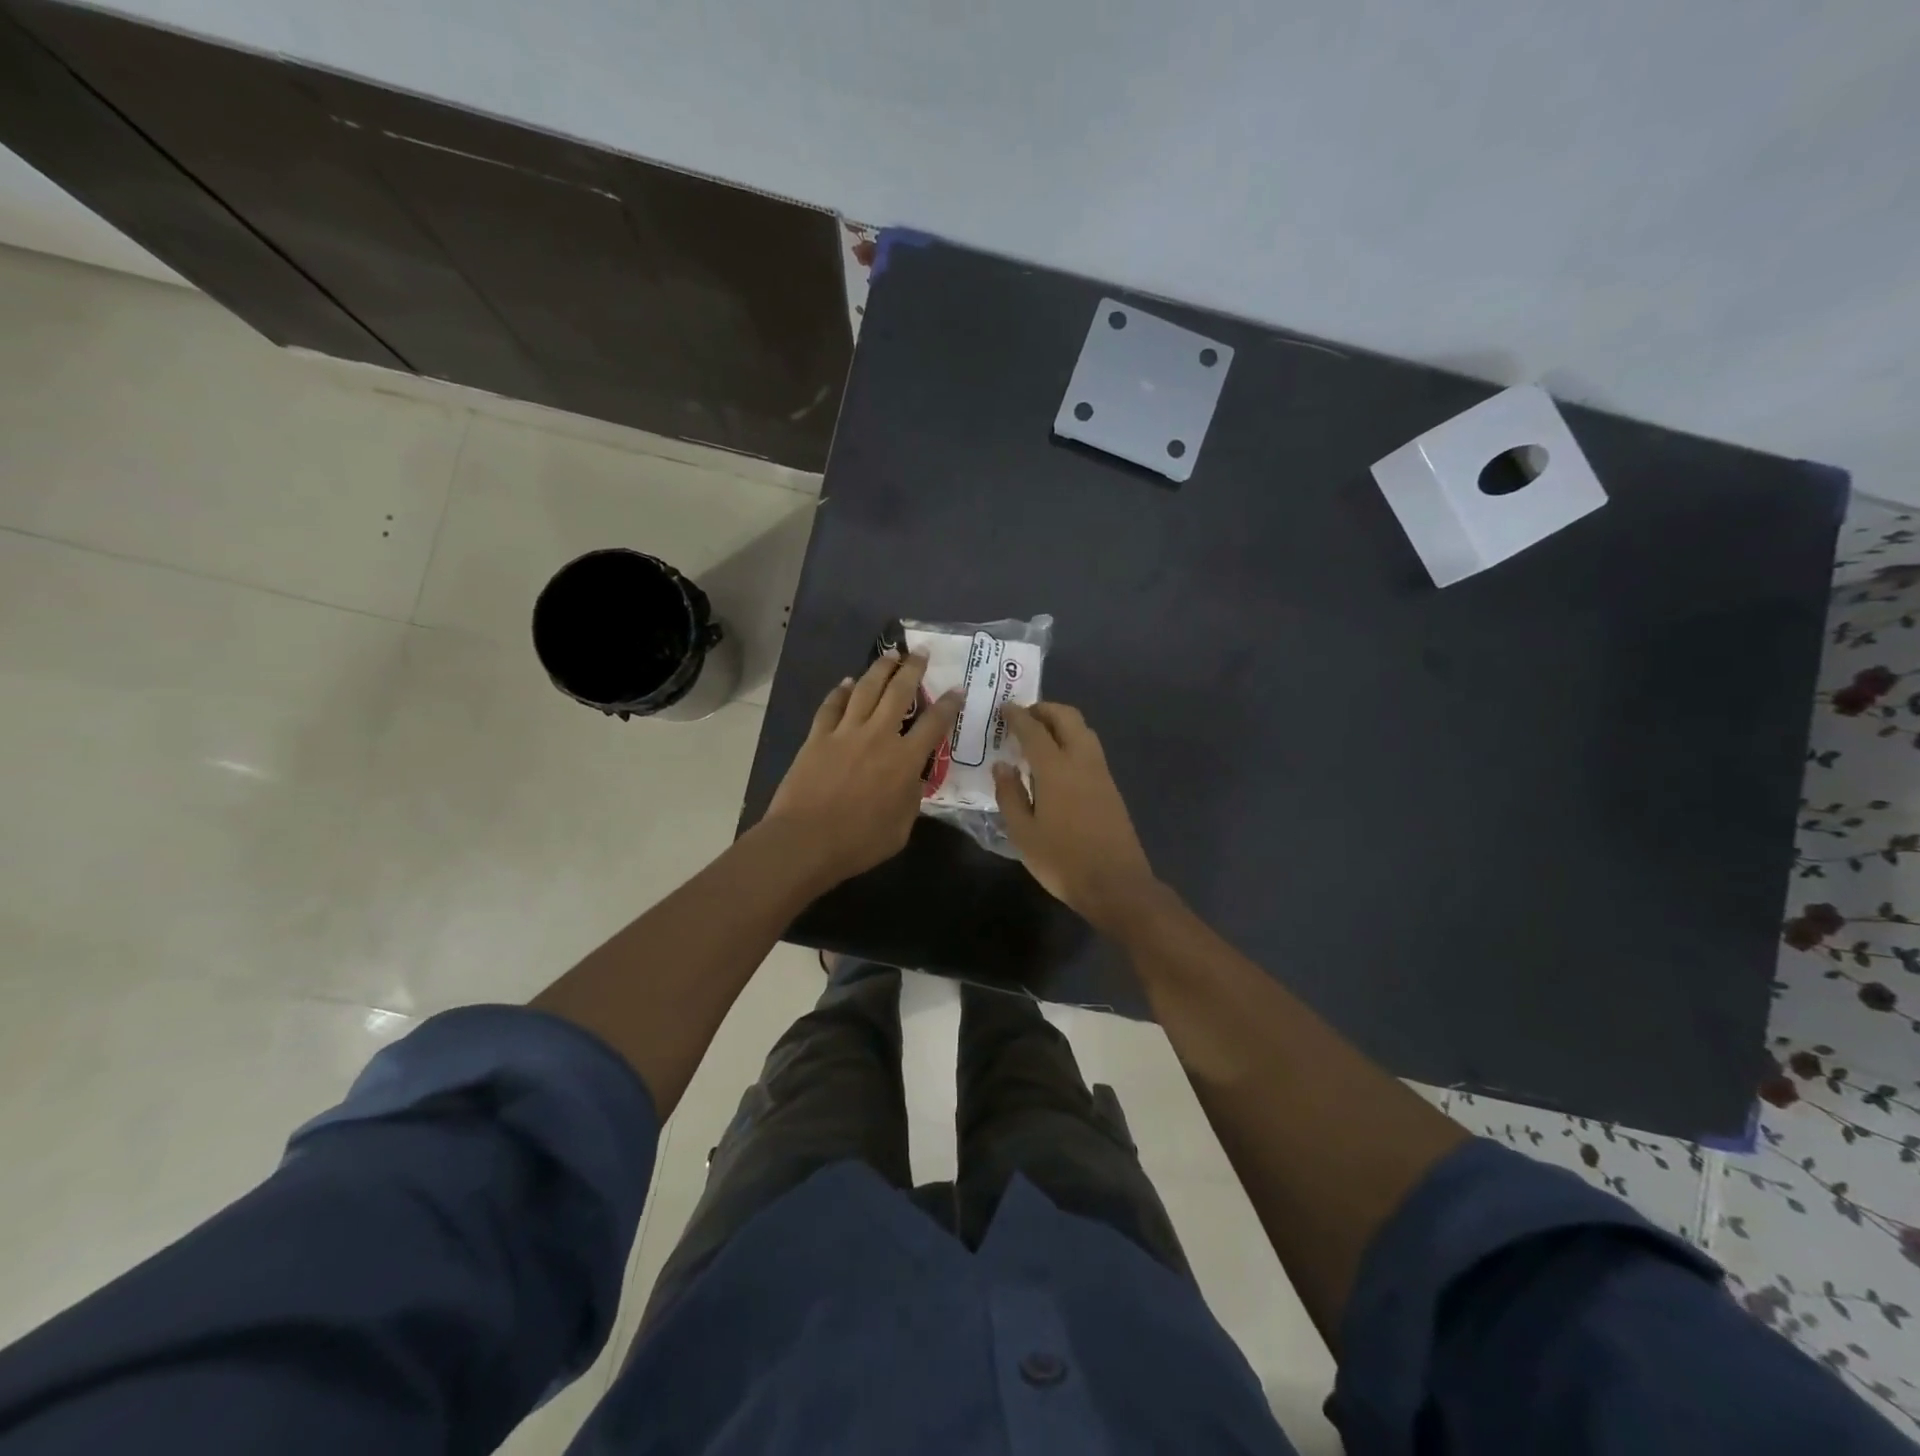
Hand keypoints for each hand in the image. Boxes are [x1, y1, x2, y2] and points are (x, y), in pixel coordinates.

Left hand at [764, 650, 960, 887]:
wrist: (805, 841)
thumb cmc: (858, 843)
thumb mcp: (901, 829)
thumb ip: (911, 799)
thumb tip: (913, 780)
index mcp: (905, 761)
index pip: (934, 724)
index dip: (948, 704)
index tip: (957, 688)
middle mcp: (878, 737)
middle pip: (899, 693)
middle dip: (913, 669)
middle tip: (920, 652)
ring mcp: (845, 733)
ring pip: (866, 690)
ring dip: (880, 669)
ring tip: (890, 655)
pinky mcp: (818, 737)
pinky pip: (832, 706)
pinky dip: (841, 692)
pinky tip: (847, 683)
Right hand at [993, 702, 1159, 932]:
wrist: (1115, 884)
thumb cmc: (1062, 860)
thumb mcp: (1023, 833)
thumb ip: (1010, 794)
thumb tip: (1003, 765)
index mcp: (1056, 769)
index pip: (1034, 730)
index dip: (1017, 716)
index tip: (1004, 708)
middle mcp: (1082, 761)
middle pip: (1067, 718)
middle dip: (1045, 710)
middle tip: (1023, 716)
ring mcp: (1101, 773)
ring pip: (1084, 730)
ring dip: (1062, 723)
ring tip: (1039, 736)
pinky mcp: (1111, 787)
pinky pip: (1090, 749)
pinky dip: (1072, 740)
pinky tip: (1058, 761)